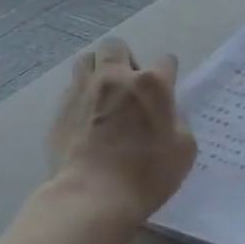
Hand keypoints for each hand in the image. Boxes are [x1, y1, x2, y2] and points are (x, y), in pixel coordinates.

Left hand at [47, 38, 196, 223]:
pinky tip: (86, 118)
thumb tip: (167, 118)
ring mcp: (83, 91)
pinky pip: (71, 89)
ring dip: (97, 70)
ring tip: (103, 94)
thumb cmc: (146, 174)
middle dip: (125, 60)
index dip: (168, 74)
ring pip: (86, 60)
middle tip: (130, 86)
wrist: (93, 197)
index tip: (166, 92)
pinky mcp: (60, 109)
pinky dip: (81, 97)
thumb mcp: (184, 150)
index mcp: (151, 84)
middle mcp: (115, 77)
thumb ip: (177, 124)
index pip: (166, 61)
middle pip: (116, 46)